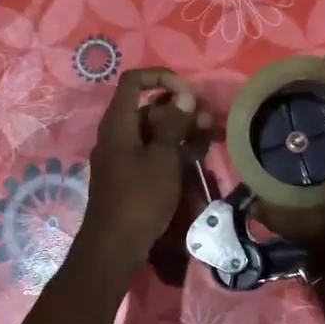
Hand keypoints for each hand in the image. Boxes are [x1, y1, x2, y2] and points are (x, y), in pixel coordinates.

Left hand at [77, 67, 209, 271]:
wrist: (114, 246)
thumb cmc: (139, 197)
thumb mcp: (162, 157)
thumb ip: (173, 123)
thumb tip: (184, 94)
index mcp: (118, 122)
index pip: (134, 81)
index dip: (161, 77)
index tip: (188, 92)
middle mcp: (116, 134)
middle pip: (147, 107)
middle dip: (180, 109)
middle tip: (209, 121)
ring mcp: (121, 156)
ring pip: (153, 131)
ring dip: (180, 130)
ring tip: (210, 138)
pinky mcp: (128, 176)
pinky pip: (151, 152)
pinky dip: (171, 149)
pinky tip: (194, 157)